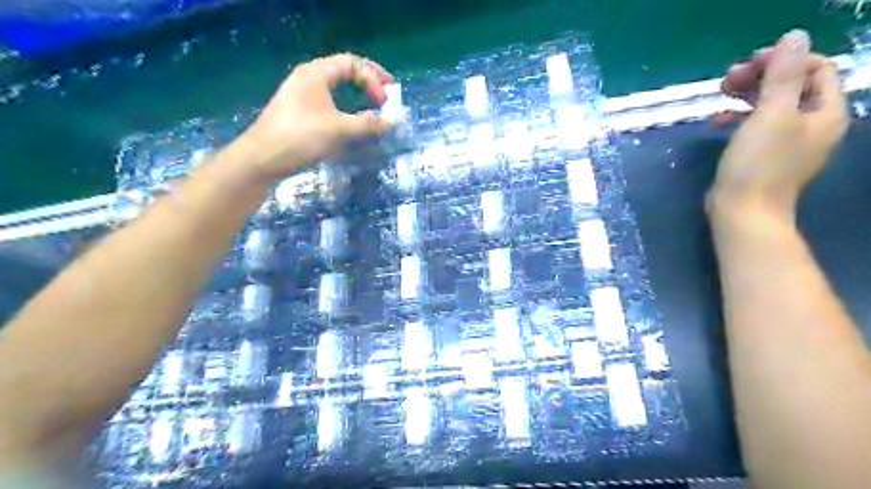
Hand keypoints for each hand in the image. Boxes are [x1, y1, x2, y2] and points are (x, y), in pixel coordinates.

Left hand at [231, 51, 394, 183]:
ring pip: (336, 85)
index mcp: (316, 73)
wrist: (262, 158)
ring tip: (373, 102)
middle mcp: (308, 77)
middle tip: (387, 93)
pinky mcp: (298, 110)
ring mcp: (301, 94)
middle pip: (344, 70)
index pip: (352, 64)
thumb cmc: (301, 137)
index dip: (373, 79)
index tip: (385, 101)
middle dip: (368, 80)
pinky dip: (345, 104)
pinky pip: (328, 99)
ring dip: (357, 91)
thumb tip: (391, 121)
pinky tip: (351, 118)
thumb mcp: (339, 129)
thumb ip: (367, 124)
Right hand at [707, 31, 851, 218]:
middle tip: (729, 78)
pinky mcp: (764, 154)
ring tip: (721, 93)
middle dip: (762, 75)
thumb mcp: (771, 115)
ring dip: (747, 94)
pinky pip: (756, 125)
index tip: (751, 63)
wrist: (743, 211)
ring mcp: (788, 140)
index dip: (785, 59)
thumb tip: (794, 36)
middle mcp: (813, 123)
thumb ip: (784, 75)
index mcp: (826, 112)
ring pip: (772, 104)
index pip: (816, 68)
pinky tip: (718, 120)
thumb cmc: (759, 164)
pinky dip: (739, 117)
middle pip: (792, 85)